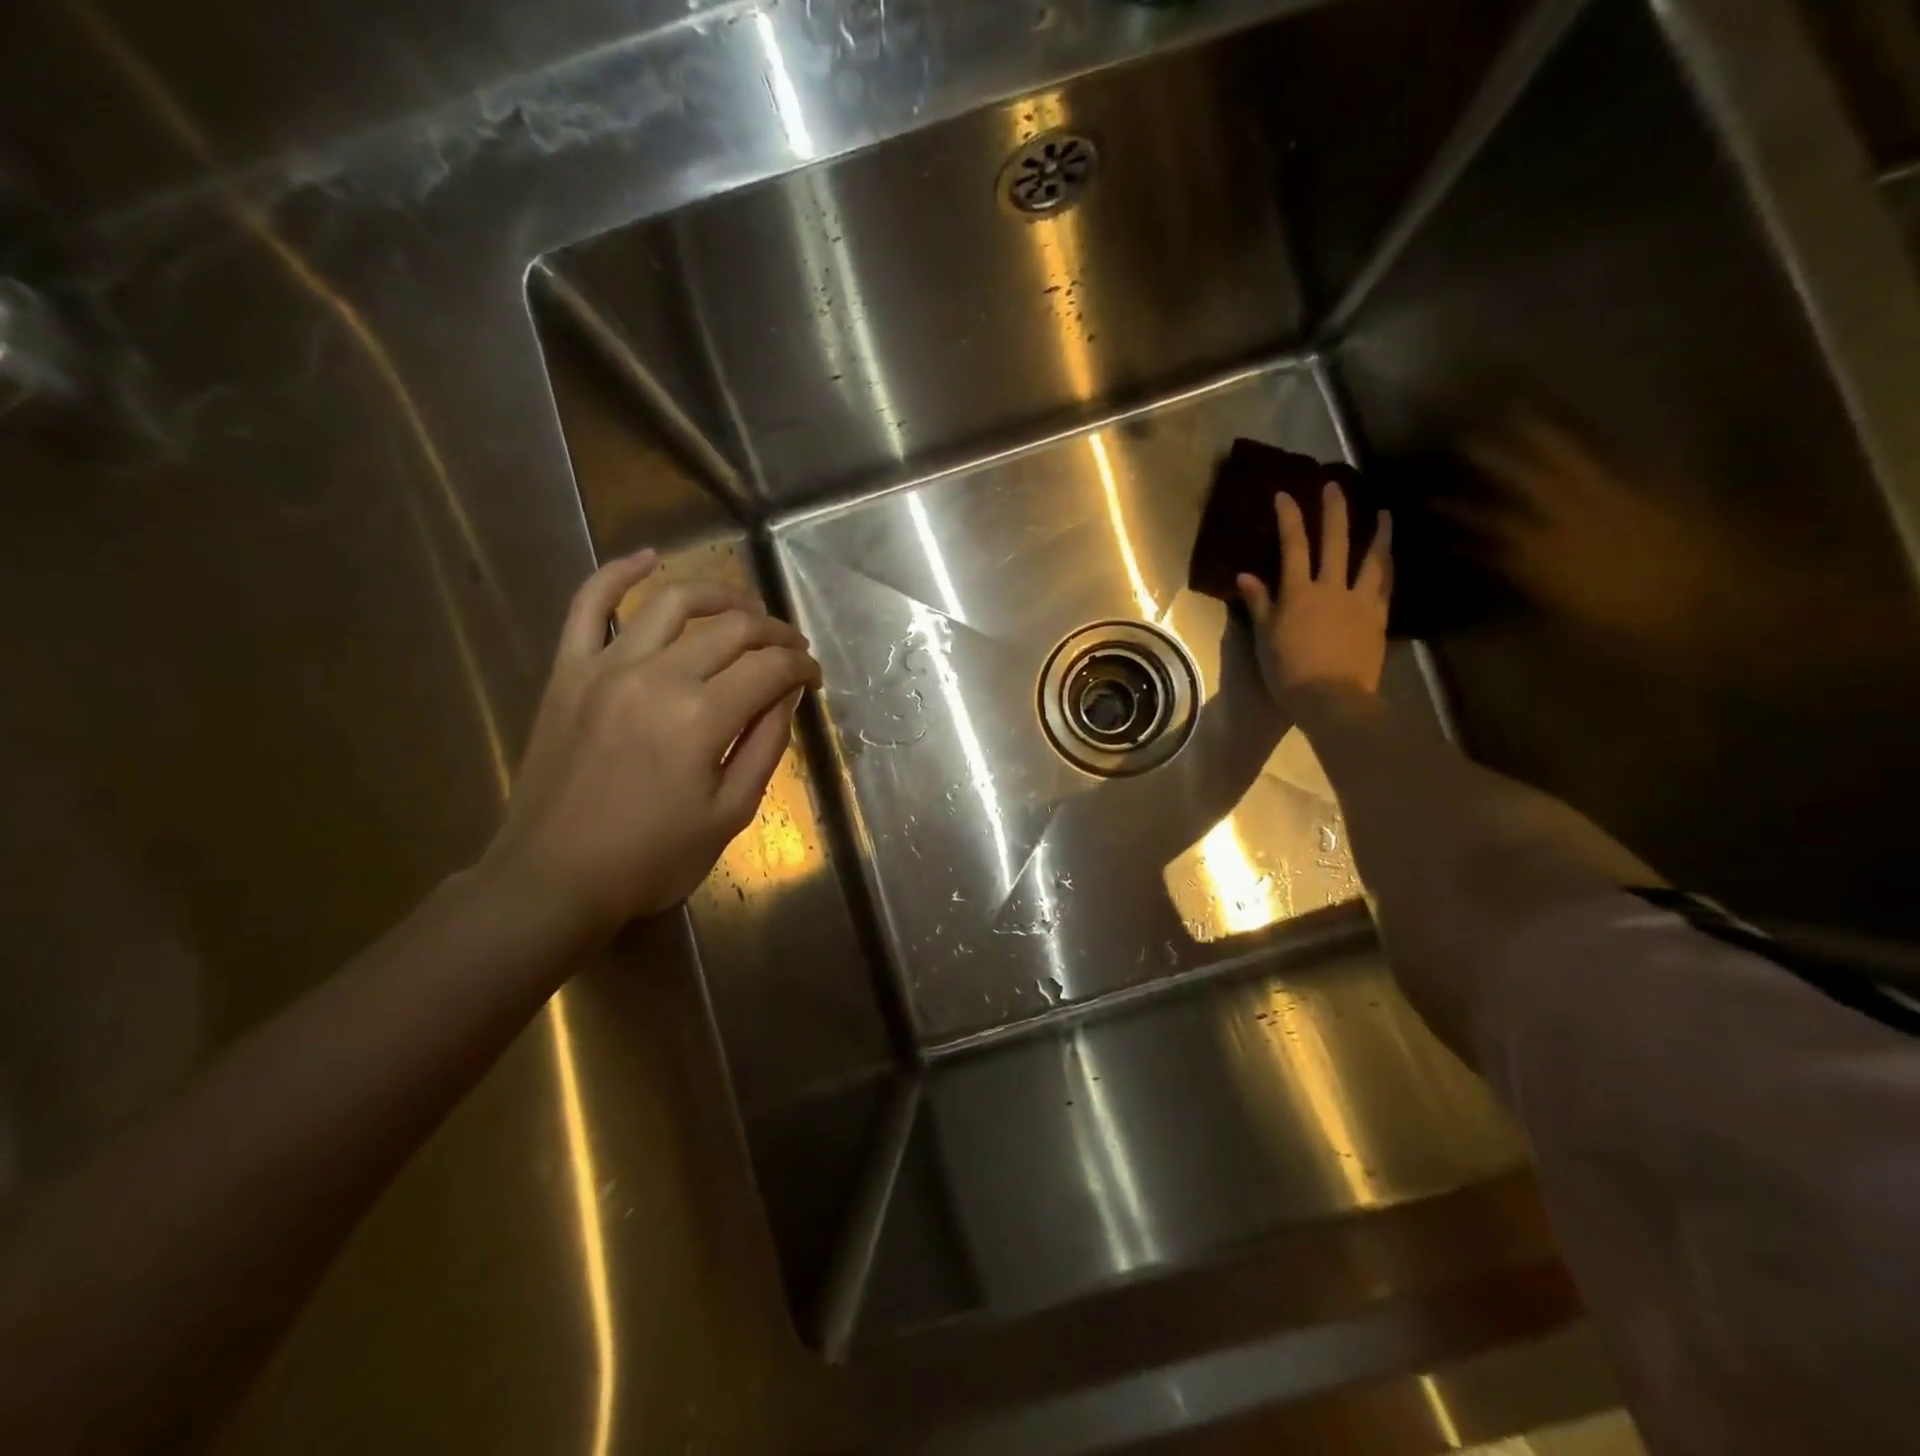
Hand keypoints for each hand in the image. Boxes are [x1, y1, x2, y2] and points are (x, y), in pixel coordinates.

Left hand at [479, 550, 820, 943]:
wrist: (553, 878)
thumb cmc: (651, 858)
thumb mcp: (730, 813)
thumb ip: (765, 746)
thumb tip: (784, 695)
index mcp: (701, 717)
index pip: (770, 668)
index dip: (801, 668)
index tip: (813, 678)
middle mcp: (657, 675)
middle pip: (732, 628)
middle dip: (774, 632)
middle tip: (791, 649)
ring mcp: (606, 665)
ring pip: (673, 602)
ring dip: (720, 595)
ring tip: (745, 608)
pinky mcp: (569, 670)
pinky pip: (587, 604)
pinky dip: (619, 573)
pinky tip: (650, 558)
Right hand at [1237, 483, 1391, 708]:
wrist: (1332, 699)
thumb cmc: (1289, 673)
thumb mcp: (1265, 639)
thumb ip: (1260, 604)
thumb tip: (1245, 575)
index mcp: (1299, 594)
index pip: (1293, 547)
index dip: (1289, 518)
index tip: (1285, 494)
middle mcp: (1332, 588)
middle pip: (1335, 542)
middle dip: (1334, 510)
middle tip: (1336, 485)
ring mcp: (1360, 602)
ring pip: (1372, 559)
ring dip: (1378, 534)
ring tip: (1385, 514)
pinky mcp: (1378, 618)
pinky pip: (1386, 586)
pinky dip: (1388, 568)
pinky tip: (1391, 559)